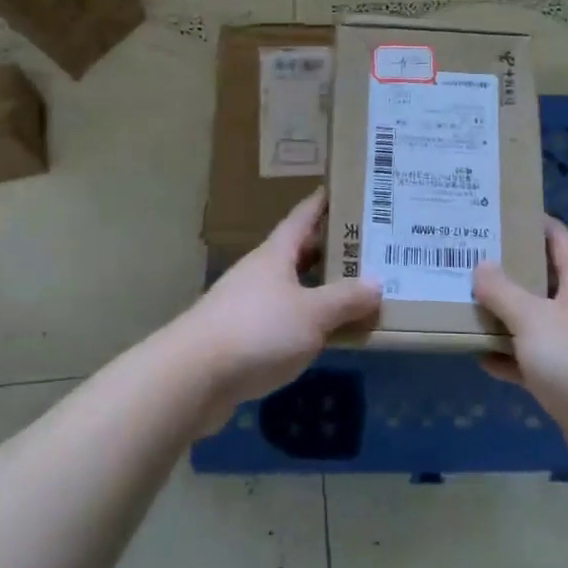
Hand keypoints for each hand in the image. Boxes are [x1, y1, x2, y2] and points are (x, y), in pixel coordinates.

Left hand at [176, 188, 380, 430]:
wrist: (191, 377)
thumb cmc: (257, 331)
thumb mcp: (312, 314)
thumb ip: (345, 299)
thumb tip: (376, 283)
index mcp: (275, 255)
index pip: (302, 217)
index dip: (323, 203)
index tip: (344, 190)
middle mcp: (259, 273)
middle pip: (297, 252)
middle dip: (328, 248)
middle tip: (365, 246)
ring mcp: (245, 305)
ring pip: (290, 288)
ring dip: (317, 288)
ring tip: (352, 292)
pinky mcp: (239, 338)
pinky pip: (281, 320)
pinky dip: (304, 322)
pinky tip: (322, 335)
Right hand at [474, 218, 567, 480]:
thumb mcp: (532, 317)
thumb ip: (503, 291)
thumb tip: (482, 266)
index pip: (560, 239)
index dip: (535, 223)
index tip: (501, 215)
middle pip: (544, 279)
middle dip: (511, 269)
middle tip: (472, 257)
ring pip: (536, 321)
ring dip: (506, 315)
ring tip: (468, 301)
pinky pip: (533, 360)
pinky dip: (510, 357)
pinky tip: (480, 356)